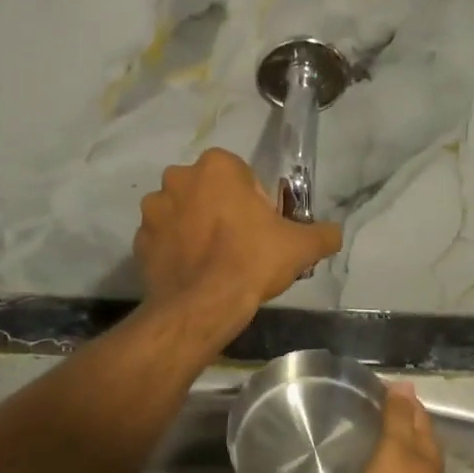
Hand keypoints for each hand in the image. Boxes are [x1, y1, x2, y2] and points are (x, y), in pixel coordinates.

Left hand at [134, 148, 341, 329]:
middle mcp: (178, 178)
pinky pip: (163, 239)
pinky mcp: (139, 241)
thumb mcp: (301, 246)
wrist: (202, 307)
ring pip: (182, 212)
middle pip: (209, 190)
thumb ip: (323, 233)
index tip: (262, 227)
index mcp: (216, 166)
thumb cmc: (252, 261)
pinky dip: (176, 251)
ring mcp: (153, 210)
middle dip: (221, 209)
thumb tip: (334, 234)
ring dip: (195, 228)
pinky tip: (195, 273)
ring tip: (215, 262)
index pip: (241, 174)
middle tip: (241, 244)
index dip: (255, 200)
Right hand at [348, 384, 455, 472]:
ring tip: (325, 461)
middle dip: (373, 435)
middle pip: (395, 449)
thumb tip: (405, 384)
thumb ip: (397, 418)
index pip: (415, 415)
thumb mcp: (394, 449)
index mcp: (423, 454)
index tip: (366, 389)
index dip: (396, 399)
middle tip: (340, 420)